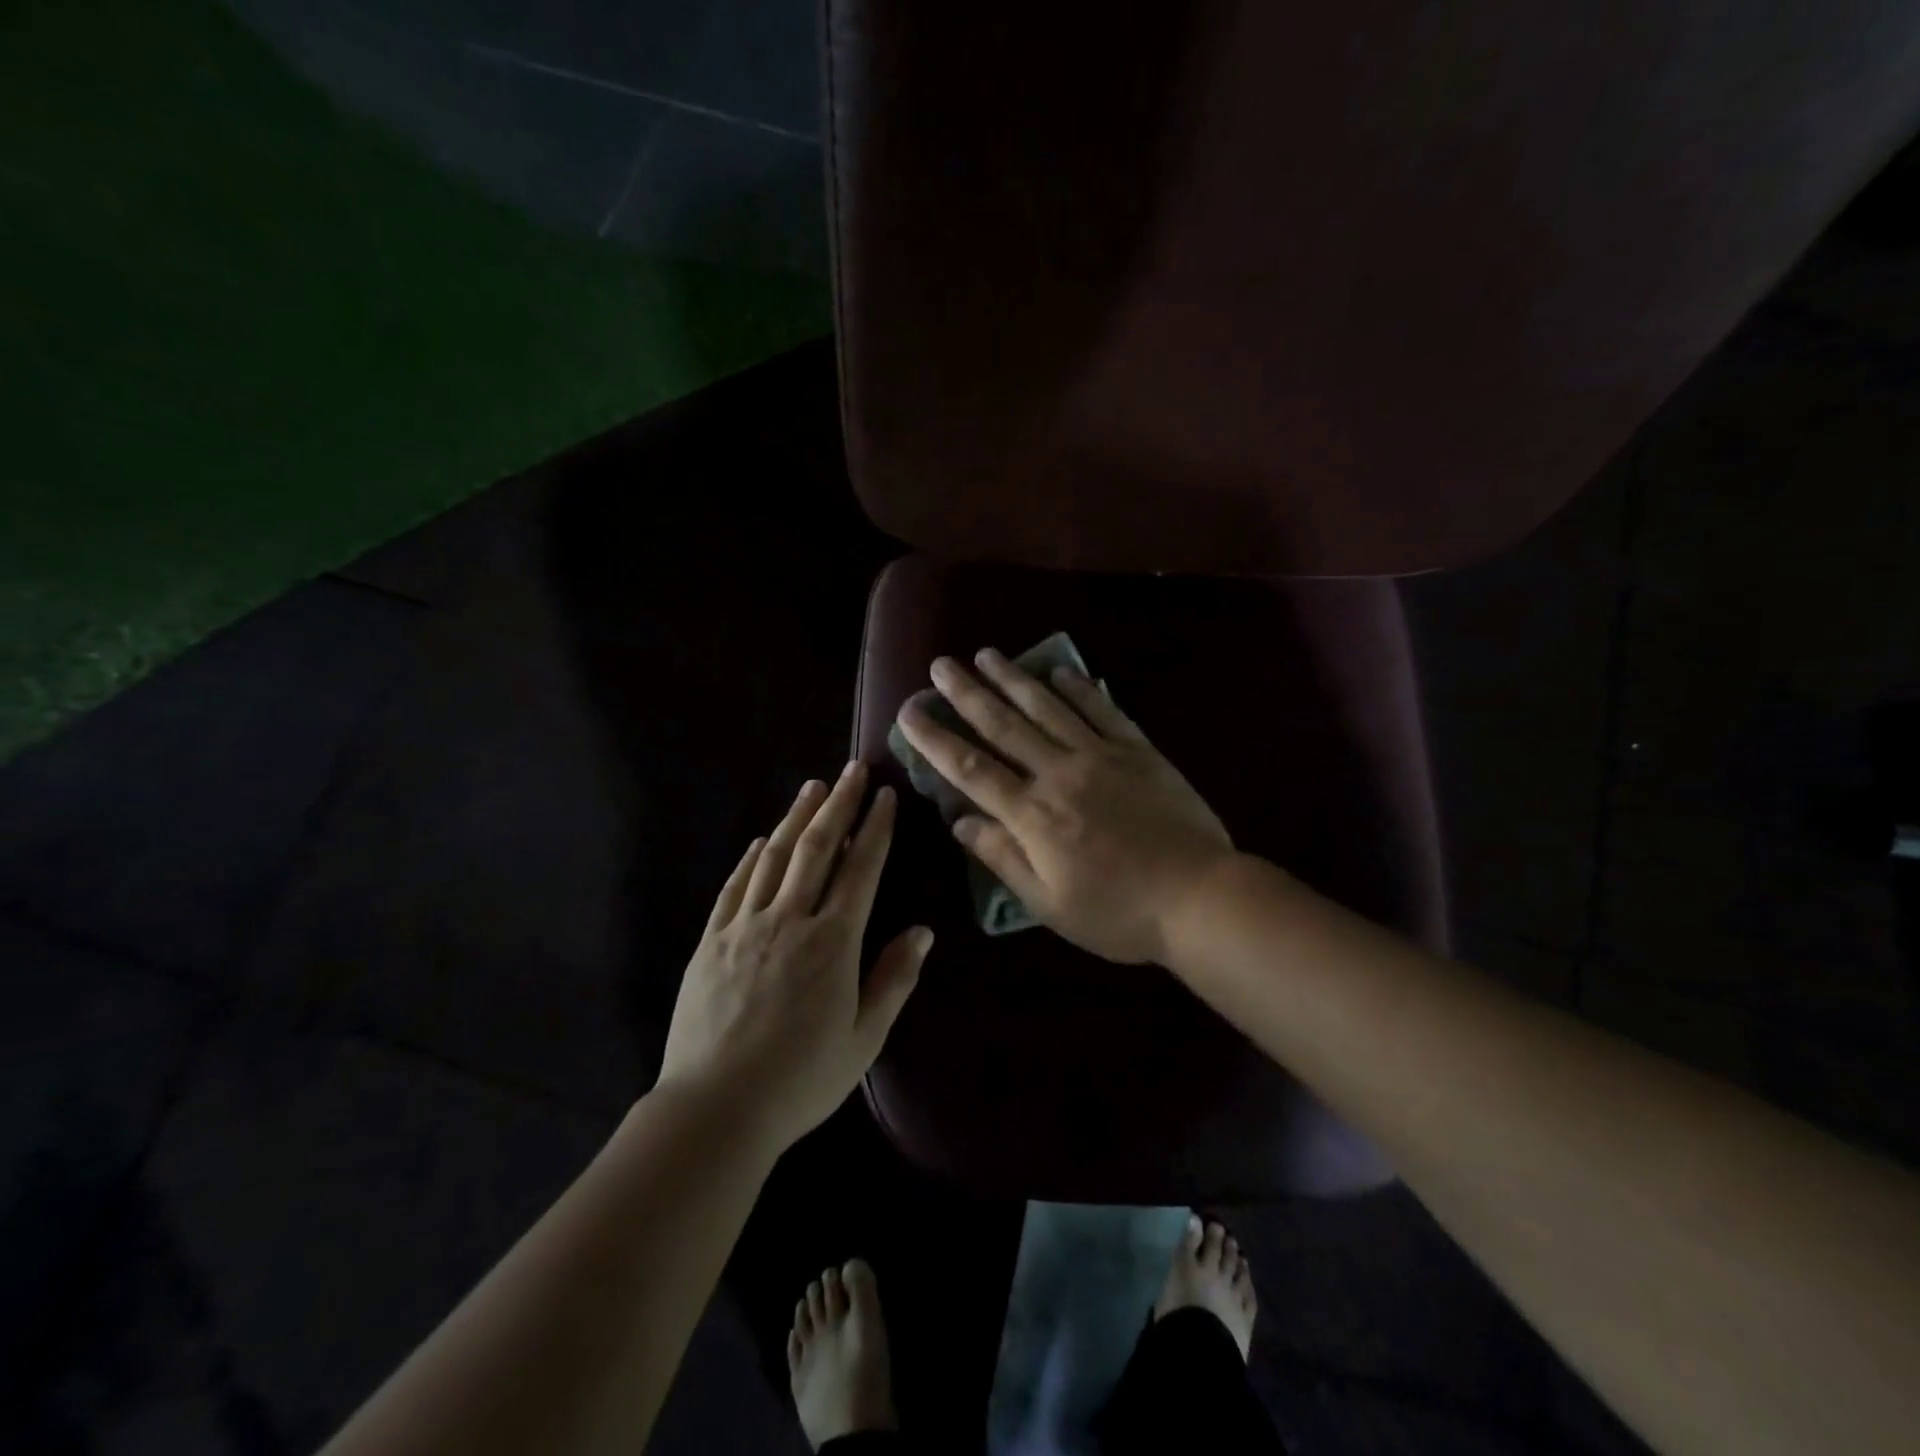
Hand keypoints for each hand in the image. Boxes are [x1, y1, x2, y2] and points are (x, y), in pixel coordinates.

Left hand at [657, 763, 931, 1150]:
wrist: (715, 1109)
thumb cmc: (801, 1080)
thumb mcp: (863, 1038)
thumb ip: (894, 979)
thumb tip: (922, 931)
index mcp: (833, 942)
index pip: (860, 869)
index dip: (875, 828)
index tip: (884, 796)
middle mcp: (790, 920)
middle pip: (817, 849)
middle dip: (838, 805)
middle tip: (851, 770)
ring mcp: (745, 927)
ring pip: (773, 858)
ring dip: (795, 819)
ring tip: (812, 788)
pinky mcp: (711, 941)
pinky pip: (734, 888)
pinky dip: (750, 859)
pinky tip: (759, 842)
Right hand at [894, 650, 1235, 964]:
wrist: (1200, 898)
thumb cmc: (1118, 913)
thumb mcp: (1049, 904)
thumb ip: (1002, 858)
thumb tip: (959, 820)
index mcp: (1033, 815)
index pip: (971, 769)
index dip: (935, 739)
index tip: (909, 711)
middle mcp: (1059, 774)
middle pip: (1004, 726)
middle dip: (967, 694)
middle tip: (941, 665)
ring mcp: (1101, 756)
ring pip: (1048, 708)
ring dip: (1014, 679)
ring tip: (987, 654)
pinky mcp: (1139, 751)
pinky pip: (1102, 710)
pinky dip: (1079, 688)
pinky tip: (1061, 671)